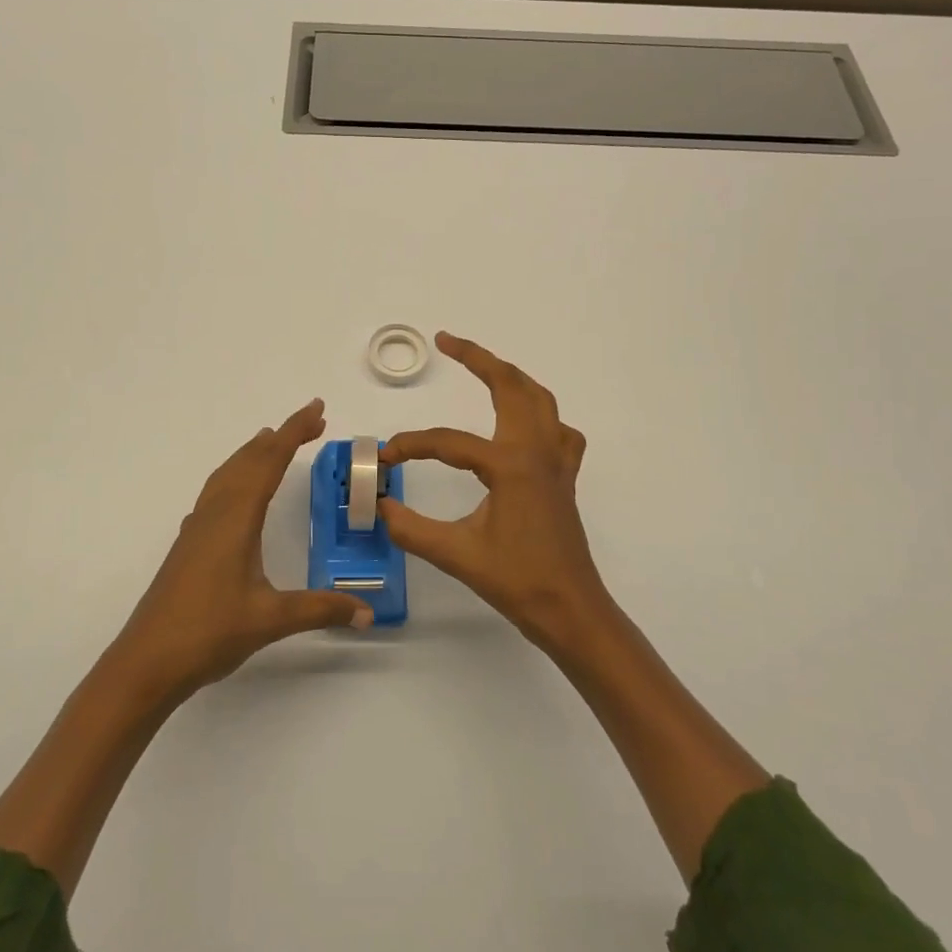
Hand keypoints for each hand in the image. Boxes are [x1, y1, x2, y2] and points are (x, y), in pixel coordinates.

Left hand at [111, 399, 372, 698]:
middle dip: (280, 436)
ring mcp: (197, 528)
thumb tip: (368, 613)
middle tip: (312, 420)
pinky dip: (235, 476)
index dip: (295, 433)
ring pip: (228, 475)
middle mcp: (215, 514)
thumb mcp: (271, 620)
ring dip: (254, 453)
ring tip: (272, 441)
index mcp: (236, 519)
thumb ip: (321, 609)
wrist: (145, 662)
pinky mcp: (188, 545)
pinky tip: (236, 493)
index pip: (270, 462)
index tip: (317, 410)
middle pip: (249, 460)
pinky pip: (216, 493)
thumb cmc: (208, 633)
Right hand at [380, 334, 612, 651]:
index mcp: (510, 464)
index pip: (448, 443)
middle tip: (447, 341)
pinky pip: (559, 430)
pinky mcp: (564, 477)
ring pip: (540, 399)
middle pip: (512, 385)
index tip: (386, 457)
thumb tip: (380, 506)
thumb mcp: (457, 555)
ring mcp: (556, 461)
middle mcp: (537, 451)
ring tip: (484, 368)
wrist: (571, 610)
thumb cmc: (517, 582)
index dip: (412, 445)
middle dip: (479, 358)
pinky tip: (525, 428)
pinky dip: (542, 415)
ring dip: (511, 377)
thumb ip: (411, 528)